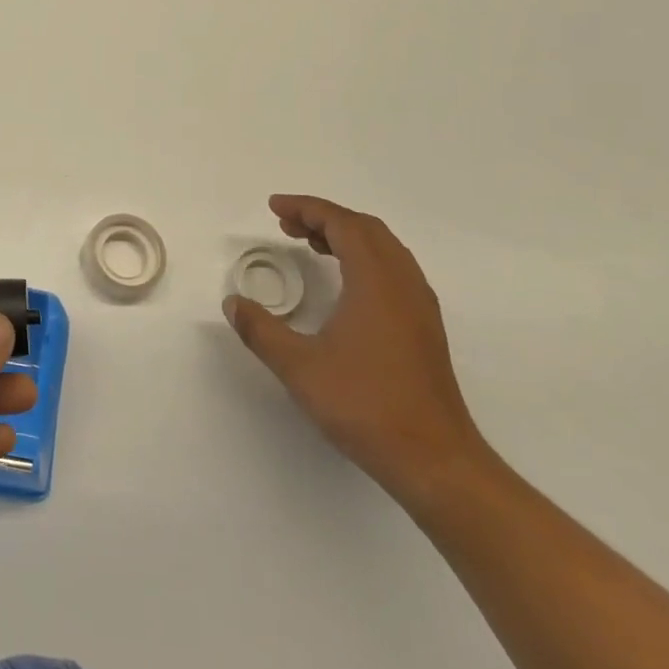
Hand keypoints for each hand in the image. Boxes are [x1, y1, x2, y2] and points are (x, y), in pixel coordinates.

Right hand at [224, 195, 484, 508]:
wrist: (434, 460)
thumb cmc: (365, 405)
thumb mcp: (299, 367)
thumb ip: (261, 330)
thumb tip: (234, 304)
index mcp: (377, 282)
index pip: (343, 224)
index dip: (307, 208)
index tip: (275, 208)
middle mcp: (404, 284)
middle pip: (367, 229)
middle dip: (325, 217)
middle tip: (287, 224)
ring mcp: (420, 307)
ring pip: (385, 249)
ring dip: (347, 236)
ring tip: (310, 244)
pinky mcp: (425, 328)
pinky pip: (394, 270)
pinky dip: (363, 258)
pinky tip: (343, 283)